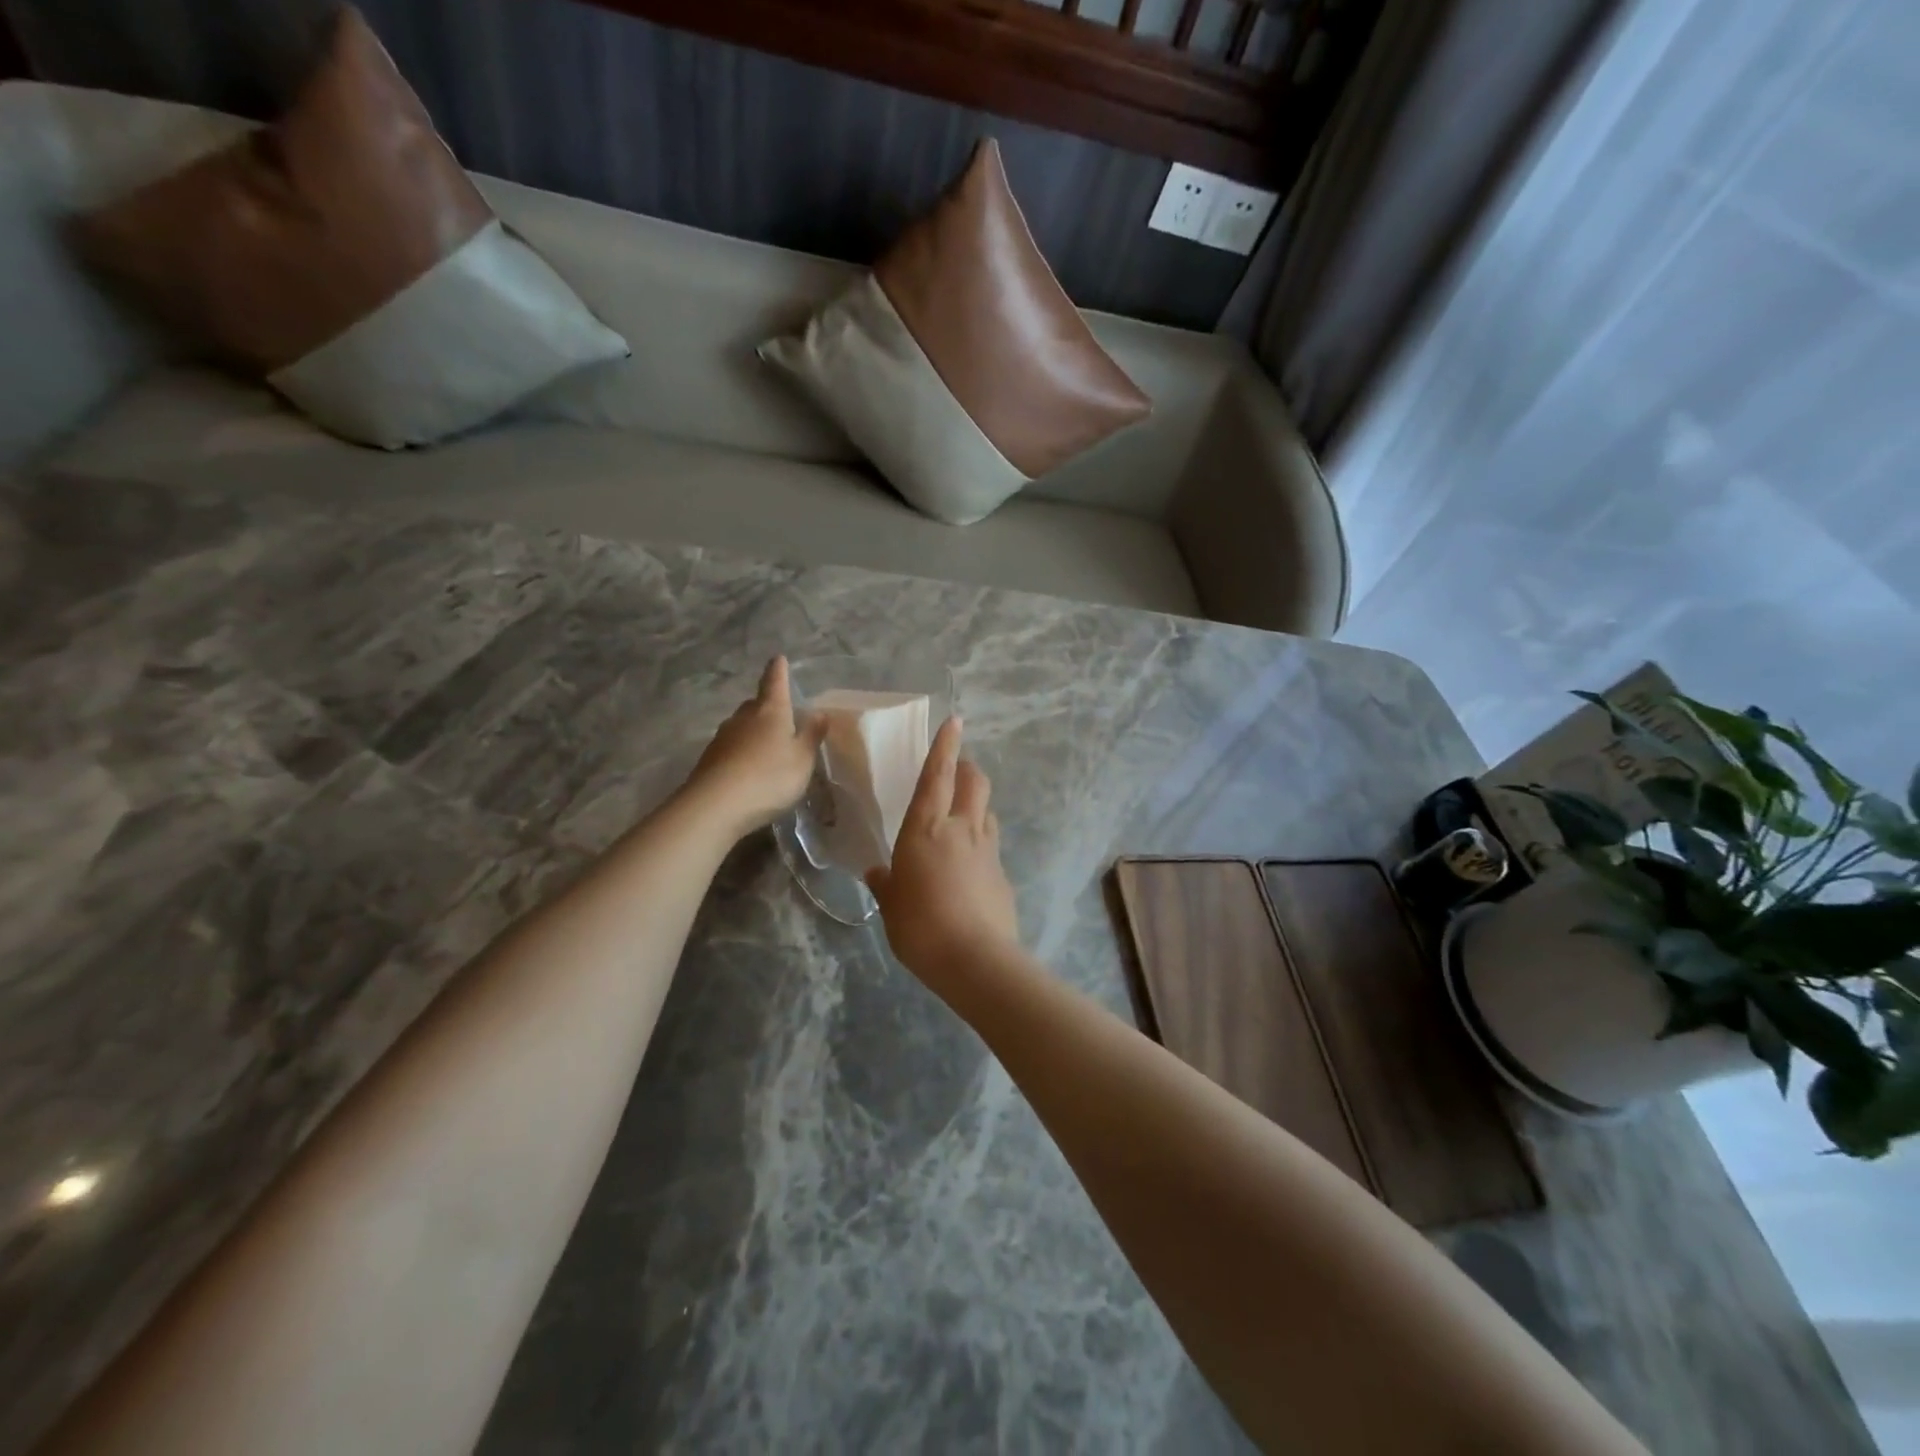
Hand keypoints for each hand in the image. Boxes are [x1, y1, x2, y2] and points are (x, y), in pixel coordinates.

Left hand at [687, 657, 826, 838]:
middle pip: (756, 704)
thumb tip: (819, 712)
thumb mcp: (802, 759)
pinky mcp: (710, 759)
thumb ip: (812, 735)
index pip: (775, 681)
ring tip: (769, 747)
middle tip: (783, 715)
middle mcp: (743, 717)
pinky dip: (743, 752)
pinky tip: (750, 769)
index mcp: (770, 711)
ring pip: (743, 726)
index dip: (779, 670)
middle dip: (768, 706)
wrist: (715, 806)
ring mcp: (723, 737)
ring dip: (755, 731)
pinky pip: (732, 748)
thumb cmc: (769, 777)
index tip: (779, 658)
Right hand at [865, 717, 1021, 991]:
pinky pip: (991, 845)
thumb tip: (878, 873)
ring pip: (987, 811)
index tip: (955, 720)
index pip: (938, 775)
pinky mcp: (1003, 874)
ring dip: (976, 804)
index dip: (945, 746)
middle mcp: (961, 829)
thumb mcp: (891, 905)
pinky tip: (969, 867)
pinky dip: (981, 843)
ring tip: (961, 817)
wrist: (976, 960)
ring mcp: (988, 850)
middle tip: (956, 770)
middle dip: (967, 768)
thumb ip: (886, 884)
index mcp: (926, 829)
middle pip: (974, 782)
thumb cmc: (920, 926)